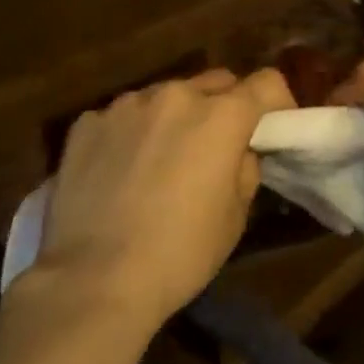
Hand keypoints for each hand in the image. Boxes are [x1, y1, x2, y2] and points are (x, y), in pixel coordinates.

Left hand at [37, 68, 294, 327]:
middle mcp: (176, 95)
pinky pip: (123, 117)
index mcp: (222, 115)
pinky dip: (131, 133)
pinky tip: (120, 172)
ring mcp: (126, 105)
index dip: (276, 102)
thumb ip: (245, 168)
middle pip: (216, 82)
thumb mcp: (236, 216)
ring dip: (175, 117)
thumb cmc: (180, 253)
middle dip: (224, 106)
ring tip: (161, 159)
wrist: (93, 281)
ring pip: (166, 96)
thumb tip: (239, 151)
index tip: (272, 128)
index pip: (267, 82)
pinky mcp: (86, 123)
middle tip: (217, 146)